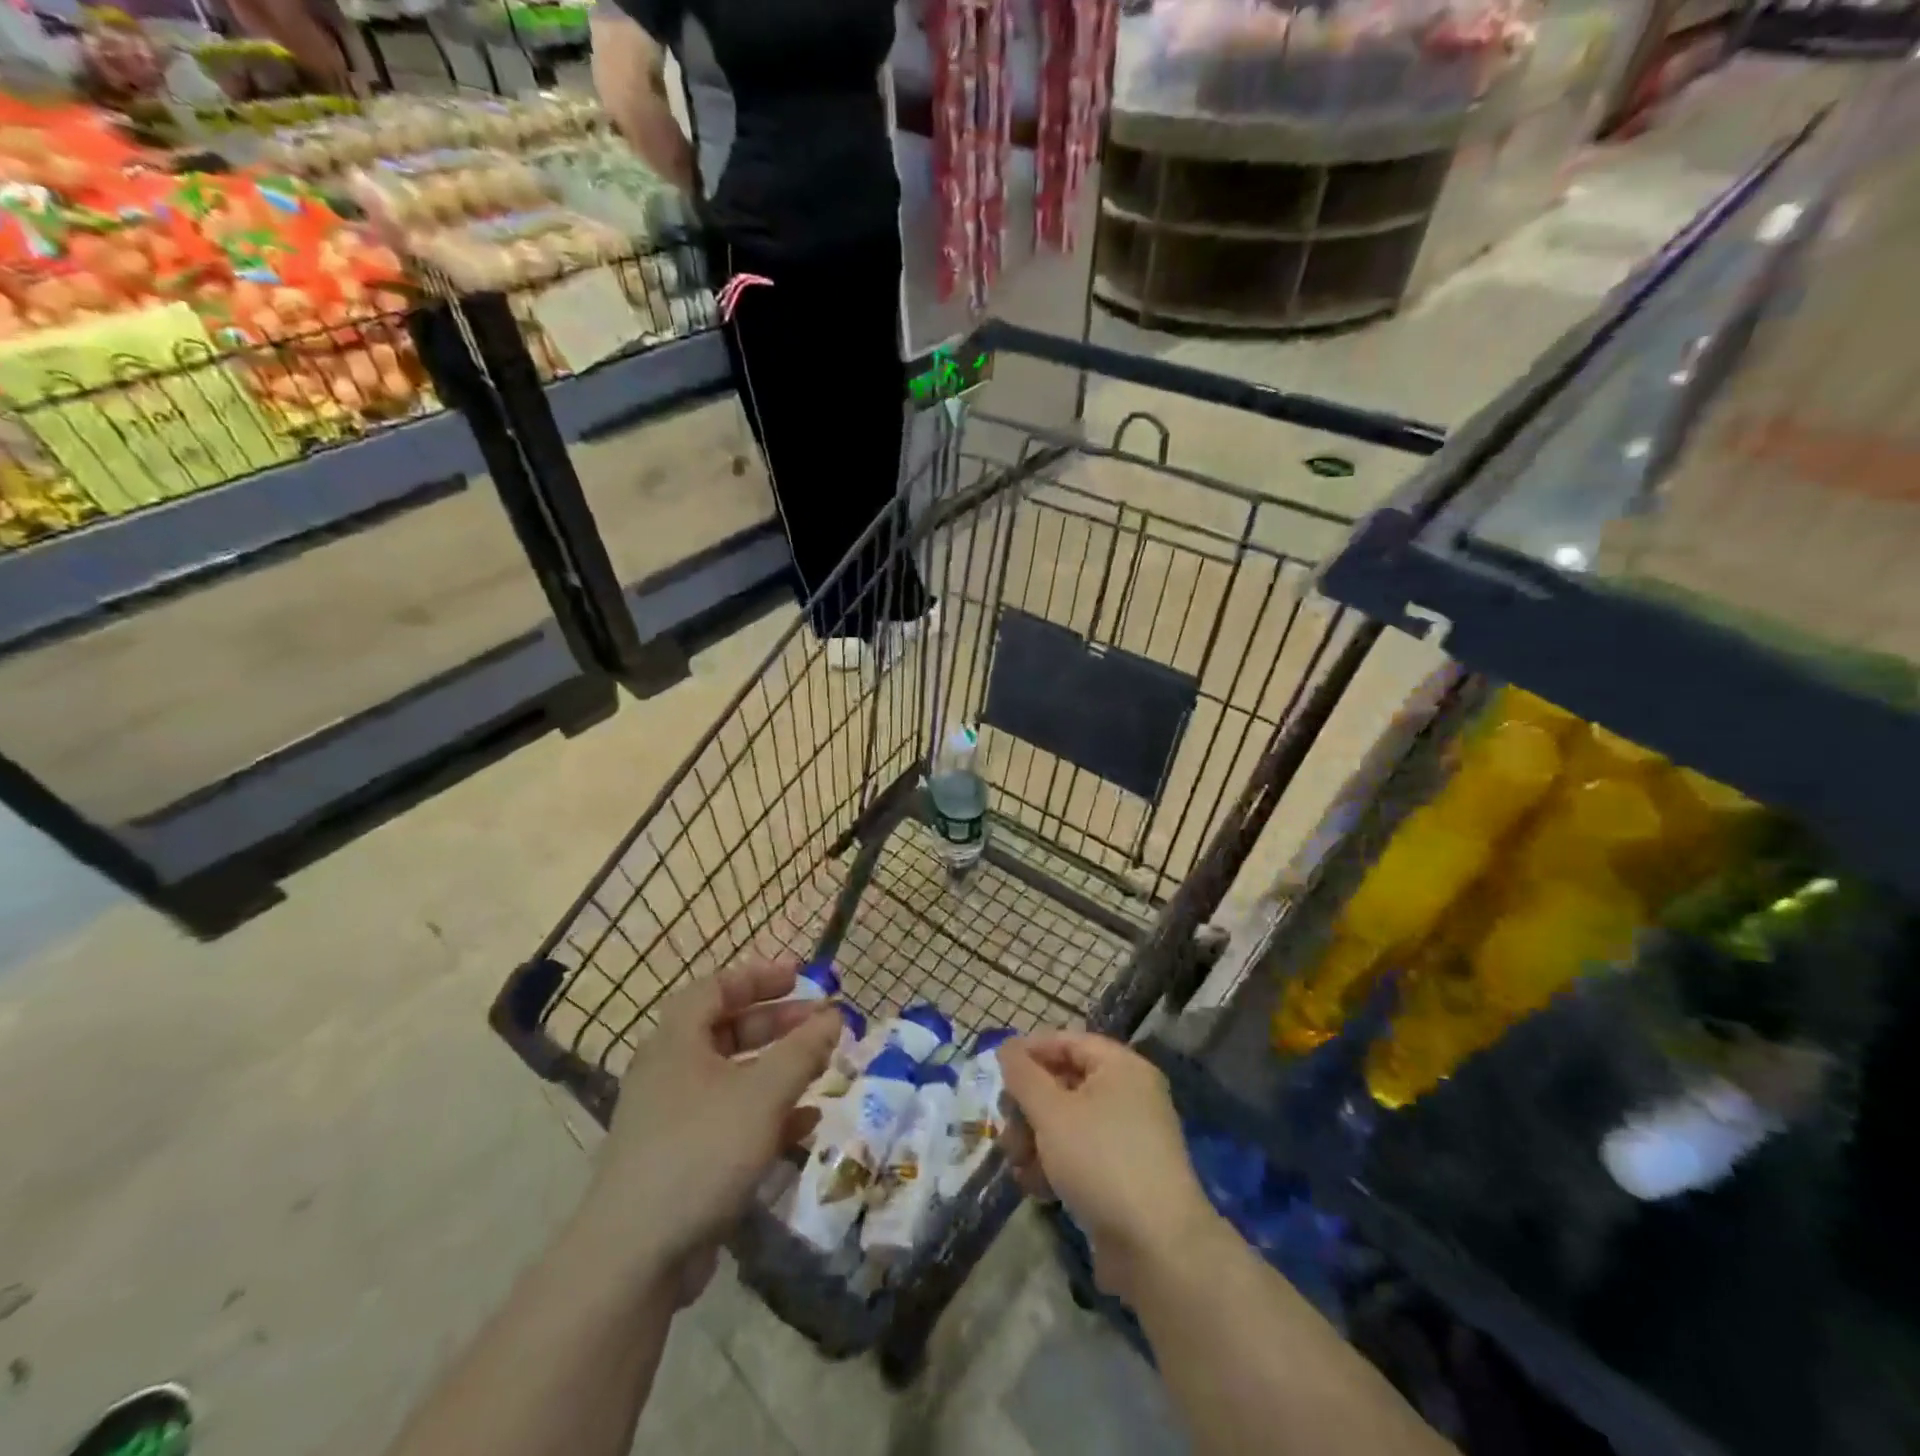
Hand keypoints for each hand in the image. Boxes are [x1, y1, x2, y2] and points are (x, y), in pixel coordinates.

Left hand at [583, 958, 840, 1304]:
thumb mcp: (763, 1093)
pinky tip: (806, 1123)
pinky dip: (768, 1113)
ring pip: (733, 1077)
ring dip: (777, 1069)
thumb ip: (802, 1051)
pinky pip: (731, 1119)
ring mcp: (674, 1118)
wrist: (635, 1258)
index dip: (760, 976)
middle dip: (777, 1023)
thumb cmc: (702, 1150)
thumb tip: (834, 1016)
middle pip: (727, 1030)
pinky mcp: (683, 1159)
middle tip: (819, 1022)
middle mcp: (670, 1071)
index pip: (717, 987)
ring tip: (820, 1068)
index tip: (801, 976)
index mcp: (677, 1041)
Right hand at [1000, 1032, 1221, 1300]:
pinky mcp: (1125, 1175)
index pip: (1068, 1042)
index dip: (1030, 1051)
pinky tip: (1036, 1187)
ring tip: (1018, 1165)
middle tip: (1005, 1127)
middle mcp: (1129, 1094)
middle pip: (1065, 1083)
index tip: (997, 1070)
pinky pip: (1082, 1154)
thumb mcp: (1052, 1112)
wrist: (1157, 1247)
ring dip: (1036, 1139)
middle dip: (1029, 1106)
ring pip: (1069, 1122)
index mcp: (1121, 1067)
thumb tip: (1007, 1047)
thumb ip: (1023, 1076)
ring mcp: (1129, 1137)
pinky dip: (1057, 1164)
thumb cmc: (1101, 1160)